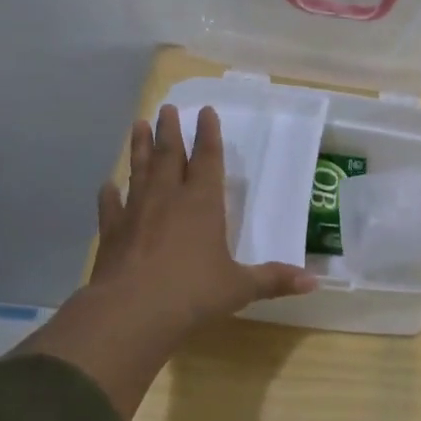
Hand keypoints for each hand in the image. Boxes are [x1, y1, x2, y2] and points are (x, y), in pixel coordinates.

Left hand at [22, 104, 315, 419]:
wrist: (132, 311)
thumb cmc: (193, 293)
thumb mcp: (240, 287)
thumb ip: (274, 280)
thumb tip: (314, 282)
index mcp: (203, 203)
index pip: (208, 159)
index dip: (209, 134)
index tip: (206, 111)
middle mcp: (168, 198)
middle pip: (169, 155)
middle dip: (170, 131)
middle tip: (167, 109)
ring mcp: (136, 212)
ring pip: (139, 170)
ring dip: (139, 147)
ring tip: (138, 125)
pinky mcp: (111, 232)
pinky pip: (111, 206)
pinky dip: (109, 194)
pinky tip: (107, 186)